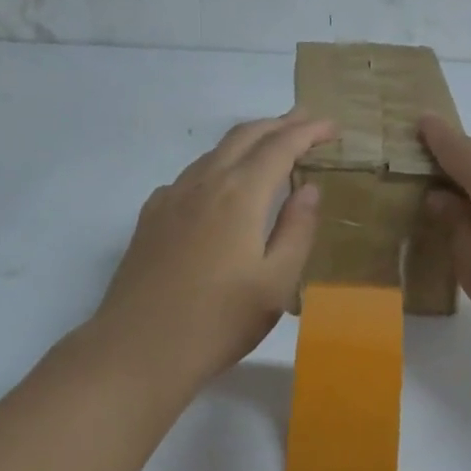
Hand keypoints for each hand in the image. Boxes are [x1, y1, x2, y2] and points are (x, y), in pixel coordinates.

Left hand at [91, 110, 334, 384]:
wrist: (138, 350)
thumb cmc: (218, 321)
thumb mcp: (276, 282)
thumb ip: (297, 229)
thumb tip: (309, 188)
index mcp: (239, 194)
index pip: (280, 146)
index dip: (308, 131)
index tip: (332, 126)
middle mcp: (204, 183)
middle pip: (245, 136)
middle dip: (279, 123)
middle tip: (306, 120)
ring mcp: (172, 197)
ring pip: (215, 152)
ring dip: (248, 140)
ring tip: (271, 146)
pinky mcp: (151, 217)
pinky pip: (191, 175)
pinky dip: (217, 165)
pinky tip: (220, 186)